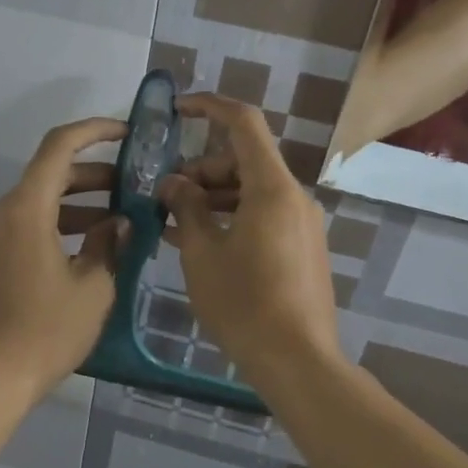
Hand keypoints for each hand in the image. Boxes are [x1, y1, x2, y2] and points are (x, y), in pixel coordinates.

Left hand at [0, 118, 130, 402]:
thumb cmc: (47, 330)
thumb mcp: (93, 287)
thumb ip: (108, 244)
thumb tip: (118, 223)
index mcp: (25, 209)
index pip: (59, 146)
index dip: (94, 131)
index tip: (126, 133)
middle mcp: (2, 210)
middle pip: (50, 174)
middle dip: (94, 175)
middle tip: (133, 186)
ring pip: (40, 200)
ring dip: (79, 202)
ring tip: (120, 220)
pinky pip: (28, 222)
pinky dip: (59, 223)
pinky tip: (91, 245)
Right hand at [158, 95, 341, 386]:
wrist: (297, 360)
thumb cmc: (243, 303)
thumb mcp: (202, 253)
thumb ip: (185, 208)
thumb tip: (173, 184)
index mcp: (272, 188)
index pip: (243, 123)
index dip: (209, 107)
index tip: (177, 111)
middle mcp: (293, 197)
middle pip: (244, 161)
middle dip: (201, 169)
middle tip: (165, 197)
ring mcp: (302, 223)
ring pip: (252, 191)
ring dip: (213, 197)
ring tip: (175, 224)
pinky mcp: (302, 248)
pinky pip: (263, 216)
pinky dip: (232, 217)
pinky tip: (202, 243)